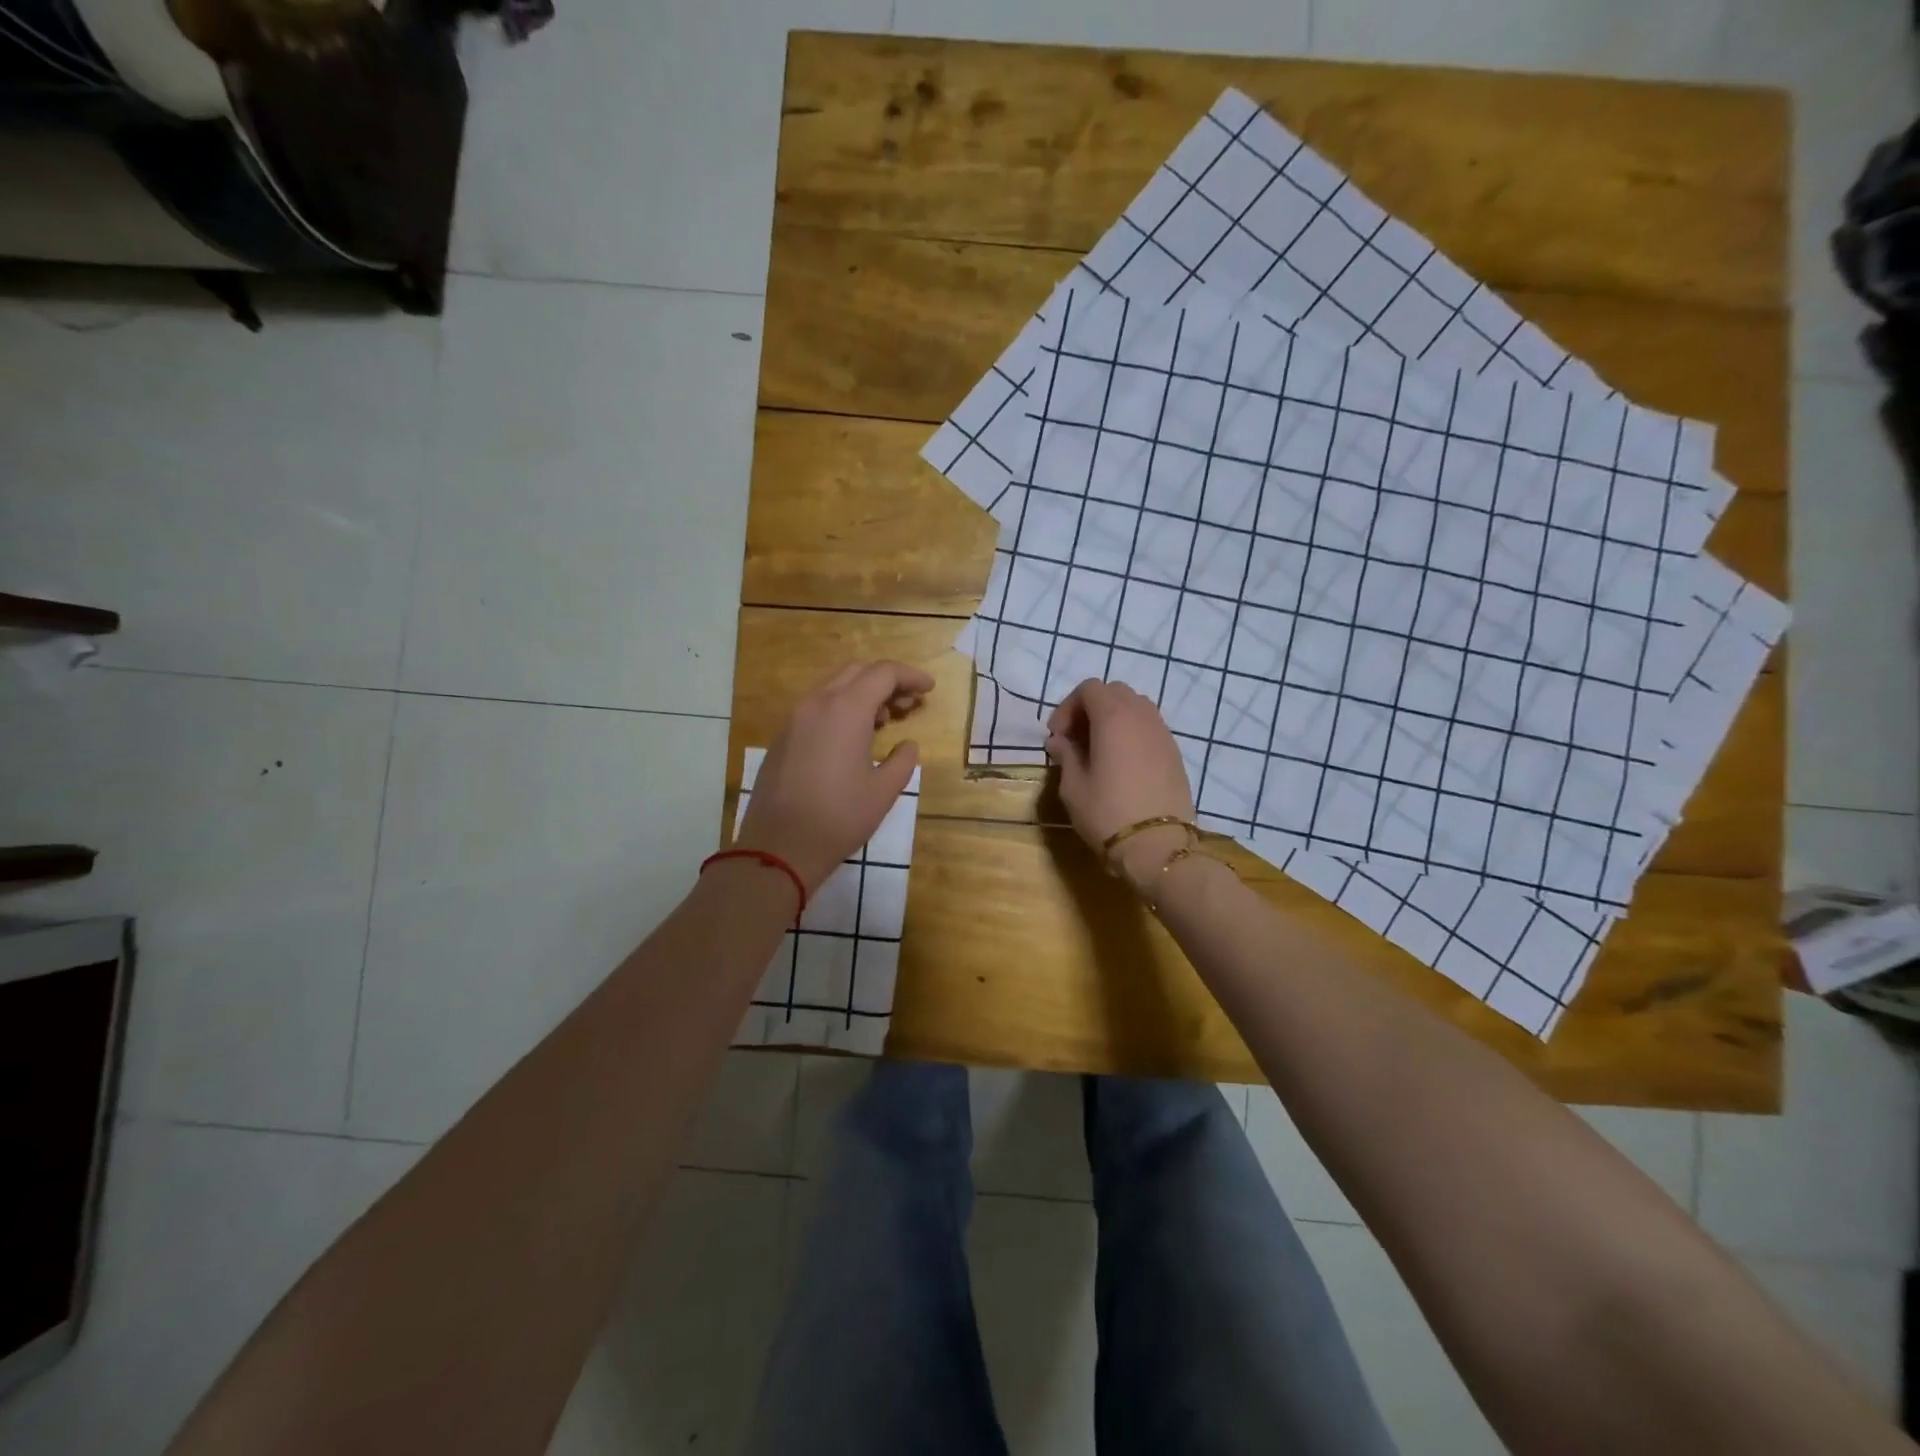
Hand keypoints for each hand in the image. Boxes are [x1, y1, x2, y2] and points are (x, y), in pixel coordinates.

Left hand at [734, 660, 933, 891]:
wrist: (779, 846)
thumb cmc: (839, 817)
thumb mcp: (884, 791)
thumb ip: (903, 760)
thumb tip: (907, 746)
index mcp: (846, 710)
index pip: (883, 673)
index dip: (910, 676)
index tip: (928, 689)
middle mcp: (817, 703)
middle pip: (857, 672)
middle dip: (887, 682)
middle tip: (908, 705)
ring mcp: (794, 719)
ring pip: (834, 687)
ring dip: (863, 694)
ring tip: (885, 720)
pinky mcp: (782, 737)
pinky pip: (817, 707)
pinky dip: (841, 708)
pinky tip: (853, 737)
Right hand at [1046, 680, 1195, 892]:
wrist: (1158, 846)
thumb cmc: (1107, 813)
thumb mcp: (1073, 787)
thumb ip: (1066, 755)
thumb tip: (1059, 741)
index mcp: (1113, 717)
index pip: (1089, 689)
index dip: (1068, 707)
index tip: (1057, 736)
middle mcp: (1141, 716)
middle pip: (1114, 692)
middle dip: (1091, 708)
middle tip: (1076, 738)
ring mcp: (1162, 733)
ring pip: (1136, 707)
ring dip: (1113, 718)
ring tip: (1099, 749)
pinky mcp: (1174, 752)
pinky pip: (1150, 727)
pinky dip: (1132, 732)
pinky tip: (1122, 763)